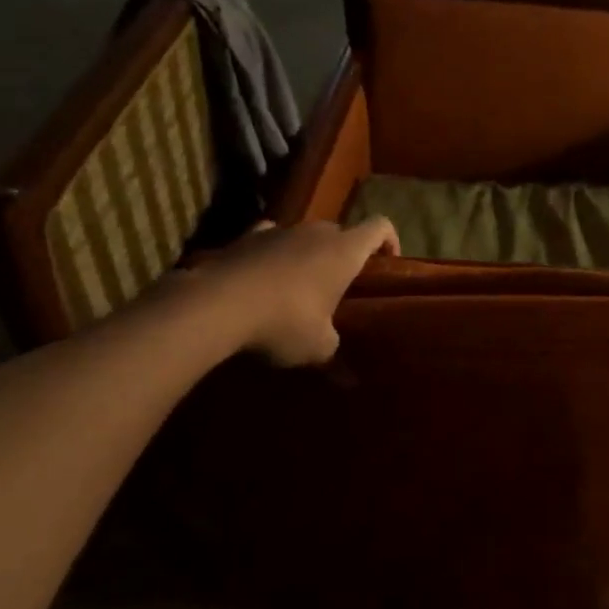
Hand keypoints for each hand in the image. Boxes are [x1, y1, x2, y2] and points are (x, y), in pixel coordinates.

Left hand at [197, 219, 398, 365]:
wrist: (218, 304)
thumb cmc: (285, 321)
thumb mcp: (317, 347)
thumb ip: (336, 356)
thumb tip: (350, 382)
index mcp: (345, 250)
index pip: (380, 226)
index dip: (389, 240)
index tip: (388, 262)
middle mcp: (317, 231)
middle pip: (342, 231)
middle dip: (345, 253)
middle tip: (340, 285)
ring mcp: (280, 229)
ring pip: (305, 234)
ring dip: (308, 253)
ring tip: (299, 285)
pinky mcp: (247, 237)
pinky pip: (270, 237)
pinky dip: (273, 252)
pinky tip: (264, 275)